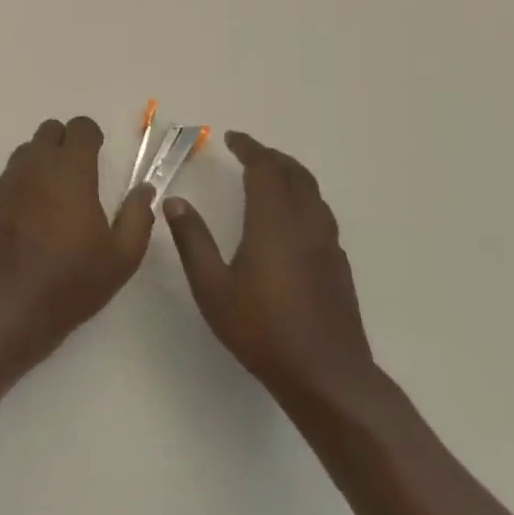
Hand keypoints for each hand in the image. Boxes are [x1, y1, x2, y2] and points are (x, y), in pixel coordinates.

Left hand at [0, 117, 156, 366]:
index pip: (80, 127)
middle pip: (49, 130)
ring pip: (26, 151)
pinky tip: (31, 215)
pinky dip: (23, 182)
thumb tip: (144, 189)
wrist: (12, 307)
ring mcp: (7, 181)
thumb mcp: (122, 256)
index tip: (99, 156)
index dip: (92, 136)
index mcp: (70, 171)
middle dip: (66, 142)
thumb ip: (138, 215)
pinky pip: (9, 175)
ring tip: (55, 195)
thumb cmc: (73, 281)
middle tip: (80, 174)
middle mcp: (35, 166)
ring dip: (43, 160)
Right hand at [163, 131, 376, 406]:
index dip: (249, 148)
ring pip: (314, 194)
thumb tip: (175, 201)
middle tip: (249, 152)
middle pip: (296, 174)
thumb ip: (192, 240)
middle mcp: (305, 225)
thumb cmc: (262, 330)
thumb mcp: (212, 286)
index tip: (231, 138)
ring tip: (269, 177)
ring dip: (291, 176)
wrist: (326, 375)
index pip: (265, 169)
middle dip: (272, 157)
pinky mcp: (338, 266)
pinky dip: (303, 201)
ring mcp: (327, 246)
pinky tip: (290, 220)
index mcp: (274, 223)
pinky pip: (321, 216)